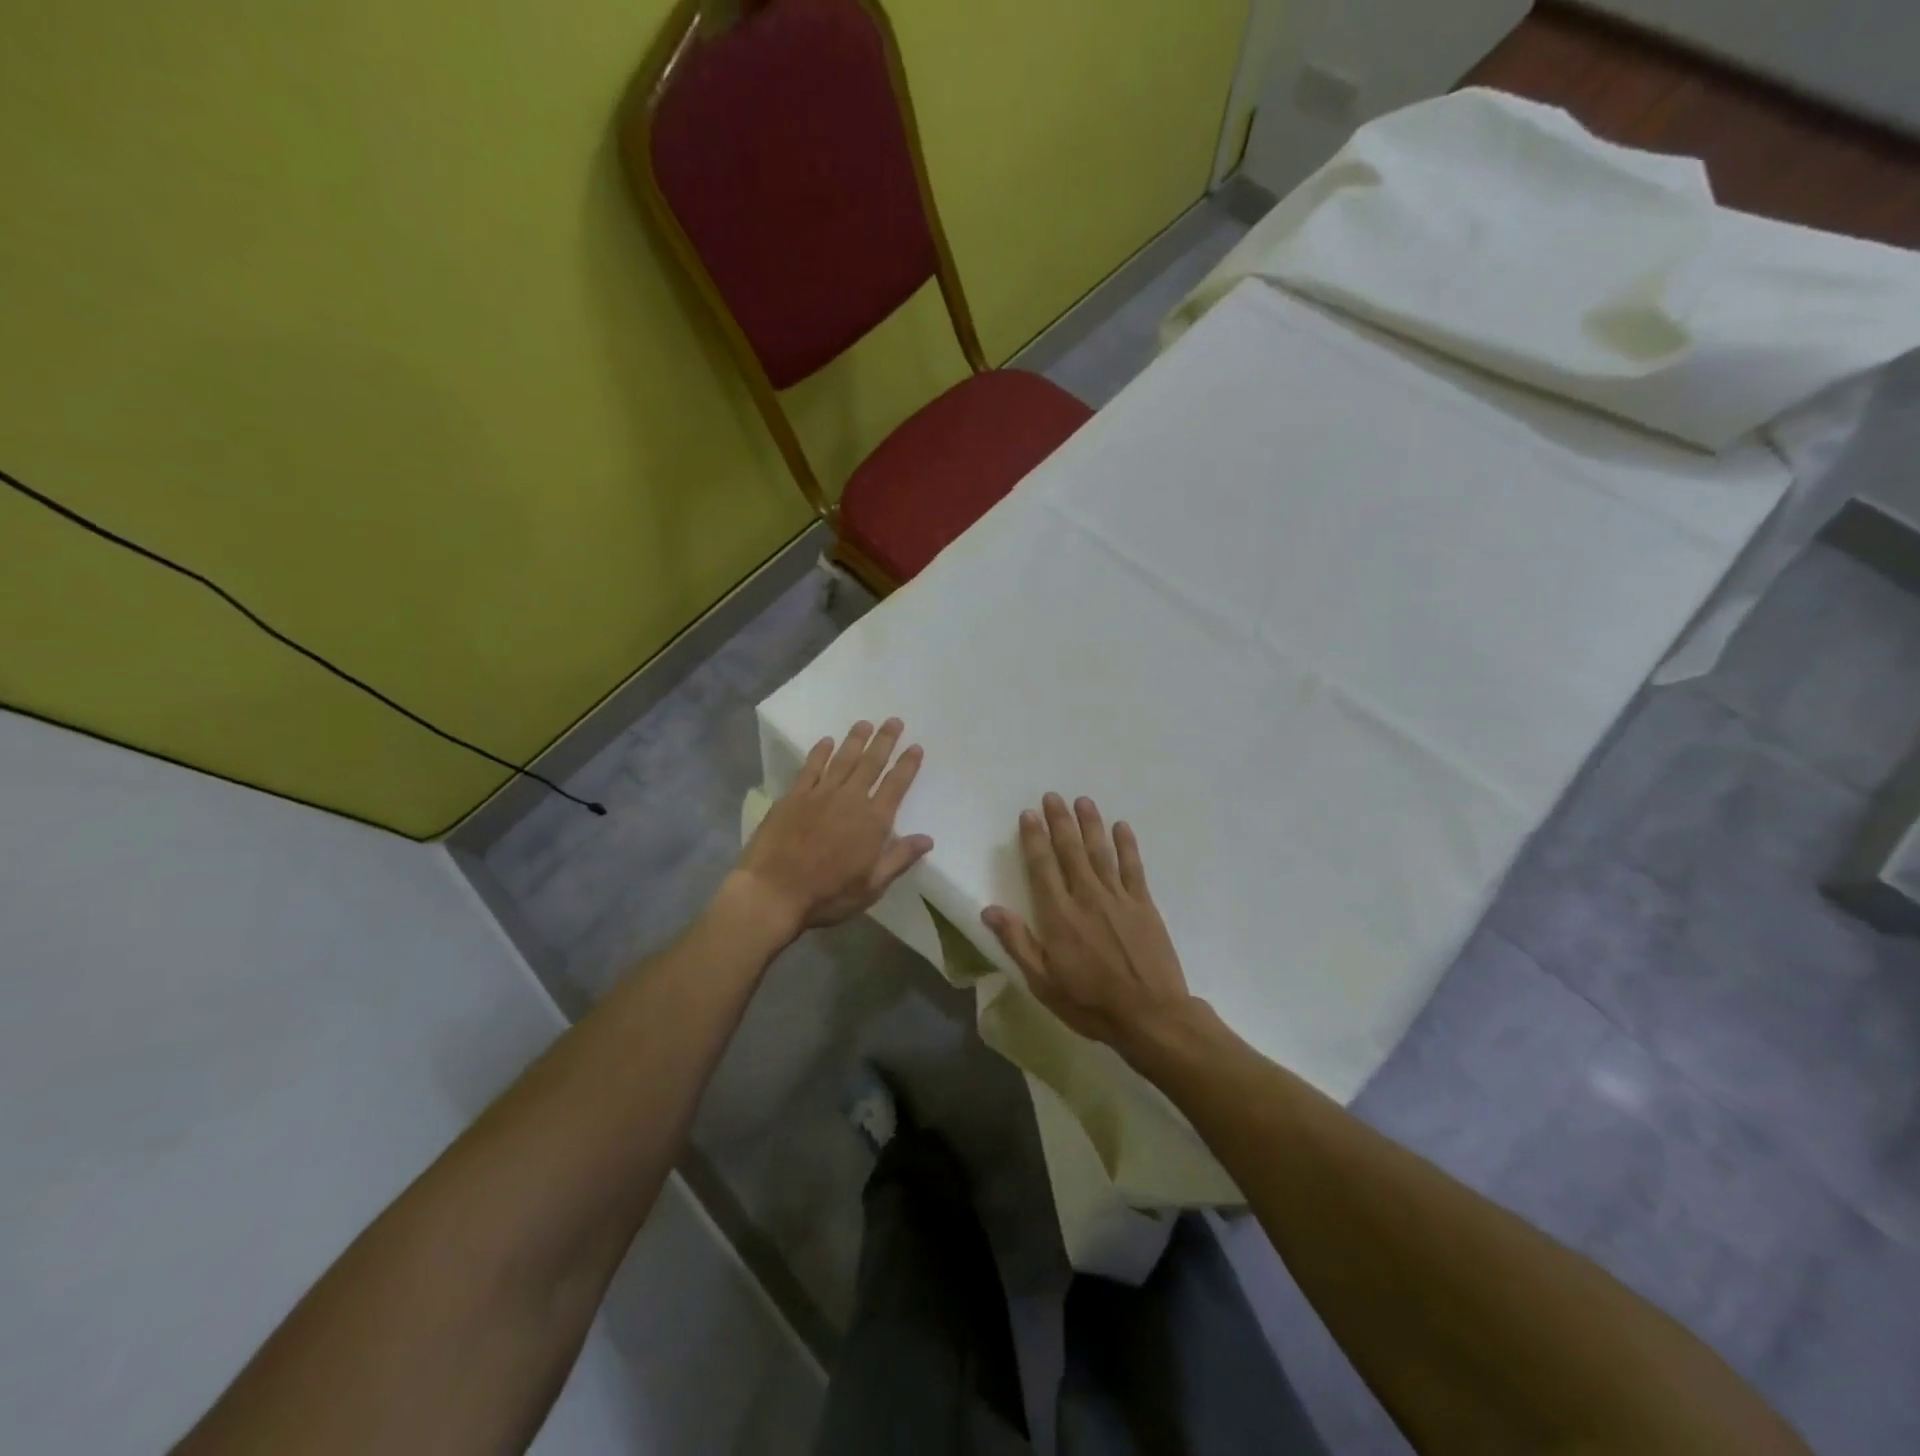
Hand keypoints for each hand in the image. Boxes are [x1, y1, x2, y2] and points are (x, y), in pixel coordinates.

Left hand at [732, 719, 933, 937]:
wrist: (773, 892)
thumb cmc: (827, 895)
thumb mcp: (872, 886)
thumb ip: (899, 859)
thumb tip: (927, 839)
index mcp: (873, 822)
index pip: (895, 786)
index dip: (907, 765)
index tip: (915, 747)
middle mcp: (850, 800)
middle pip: (871, 764)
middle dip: (885, 741)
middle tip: (894, 721)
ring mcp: (819, 795)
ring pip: (842, 759)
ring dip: (855, 740)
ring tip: (865, 723)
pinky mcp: (793, 797)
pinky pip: (810, 768)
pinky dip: (819, 753)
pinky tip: (826, 741)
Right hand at [982, 793, 1196, 1052]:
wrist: (1151, 1016)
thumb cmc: (1091, 1003)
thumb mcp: (1043, 982)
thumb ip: (1018, 942)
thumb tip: (989, 909)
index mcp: (1059, 916)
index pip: (1042, 867)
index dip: (1034, 839)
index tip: (1028, 814)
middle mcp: (1087, 897)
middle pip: (1071, 851)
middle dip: (1060, 822)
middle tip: (1053, 796)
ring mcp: (1119, 898)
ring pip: (1101, 852)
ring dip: (1090, 824)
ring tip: (1082, 801)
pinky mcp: (1144, 905)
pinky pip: (1133, 867)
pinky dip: (1127, 845)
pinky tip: (1121, 827)